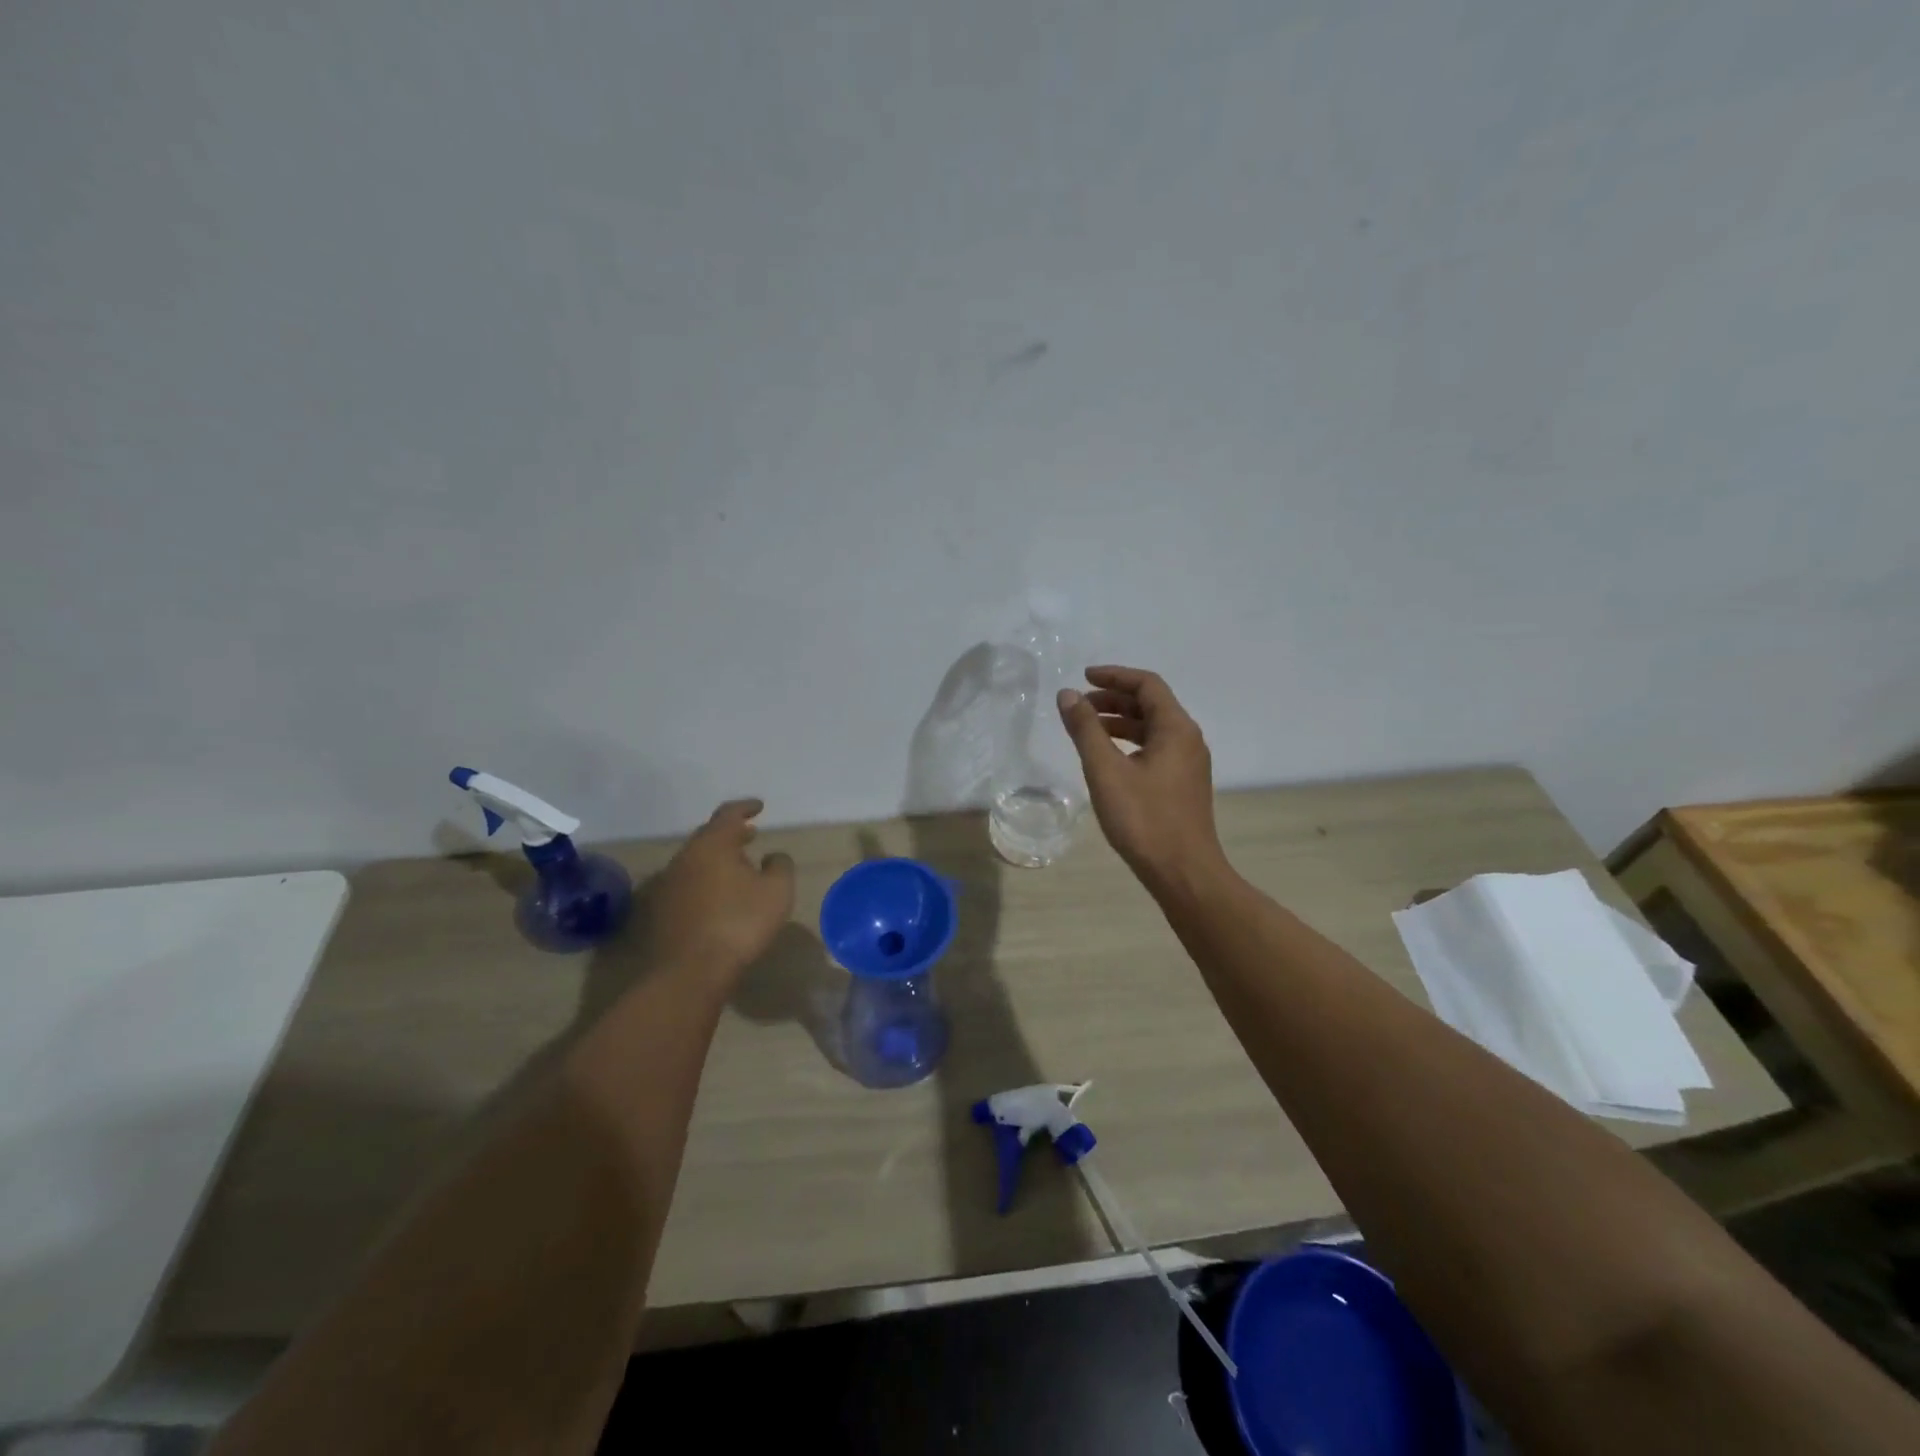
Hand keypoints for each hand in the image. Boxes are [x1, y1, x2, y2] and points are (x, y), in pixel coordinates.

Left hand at [646, 799, 794, 986]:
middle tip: (750, 836)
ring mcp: (667, 885)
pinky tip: (716, 897)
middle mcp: (684, 858)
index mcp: (712, 846)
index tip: (759, 807)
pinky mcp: (659, 910)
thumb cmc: (739, 924)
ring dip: (716, 859)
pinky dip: (704, 881)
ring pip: (695, 861)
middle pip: (708, 837)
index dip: (745, 808)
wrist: (689, 971)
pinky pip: (686, 884)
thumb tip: (773, 856)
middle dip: (730, 834)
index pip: (728, 815)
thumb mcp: (777, 892)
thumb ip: (780, 866)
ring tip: (737, 867)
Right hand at [1057, 666, 1227, 896]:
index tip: (1083, 678)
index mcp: (1176, 729)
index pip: (1147, 685)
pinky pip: (1155, 749)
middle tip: (1080, 706)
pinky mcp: (1183, 785)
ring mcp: (1188, 764)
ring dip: (1120, 722)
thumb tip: (1067, 695)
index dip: (1114, 676)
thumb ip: (1085, 729)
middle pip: (1151, 704)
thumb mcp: (1106, 770)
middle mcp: (1188, 739)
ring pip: (1152, 729)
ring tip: (1087, 730)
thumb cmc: (1144, 819)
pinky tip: (1108, 759)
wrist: (1183, 873)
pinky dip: (1129, 743)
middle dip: (1114, 699)